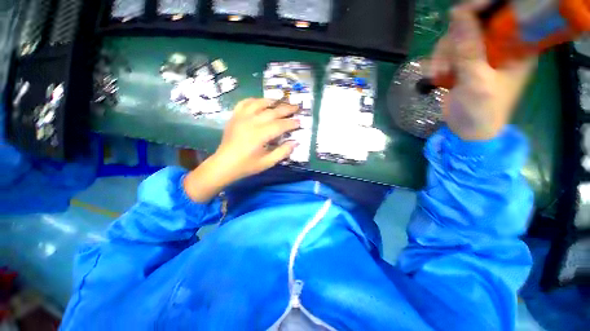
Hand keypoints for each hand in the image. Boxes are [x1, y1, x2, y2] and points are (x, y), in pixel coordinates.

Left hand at [183, 98, 300, 201]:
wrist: (224, 164)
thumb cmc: (247, 165)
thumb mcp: (267, 162)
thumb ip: (283, 152)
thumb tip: (295, 142)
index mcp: (260, 135)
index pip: (280, 125)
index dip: (291, 123)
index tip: (300, 122)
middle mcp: (251, 122)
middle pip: (272, 112)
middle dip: (286, 109)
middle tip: (296, 107)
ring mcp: (241, 117)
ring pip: (259, 103)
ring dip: (271, 101)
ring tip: (280, 101)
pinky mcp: (234, 117)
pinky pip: (244, 103)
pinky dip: (254, 100)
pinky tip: (259, 102)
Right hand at [429, 4, 536, 139]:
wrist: (467, 130)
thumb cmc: (482, 111)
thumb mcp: (477, 80)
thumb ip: (469, 48)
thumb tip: (457, 13)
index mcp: (517, 47)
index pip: (504, 14)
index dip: (483, 8)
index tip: (462, 13)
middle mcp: (501, 45)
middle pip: (475, 22)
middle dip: (455, 40)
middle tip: (447, 62)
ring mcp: (481, 53)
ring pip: (457, 37)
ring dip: (443, 55)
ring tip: (439, 75)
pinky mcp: (465, 62)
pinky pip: (448, 51)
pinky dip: (438, 62)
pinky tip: (437, 77)